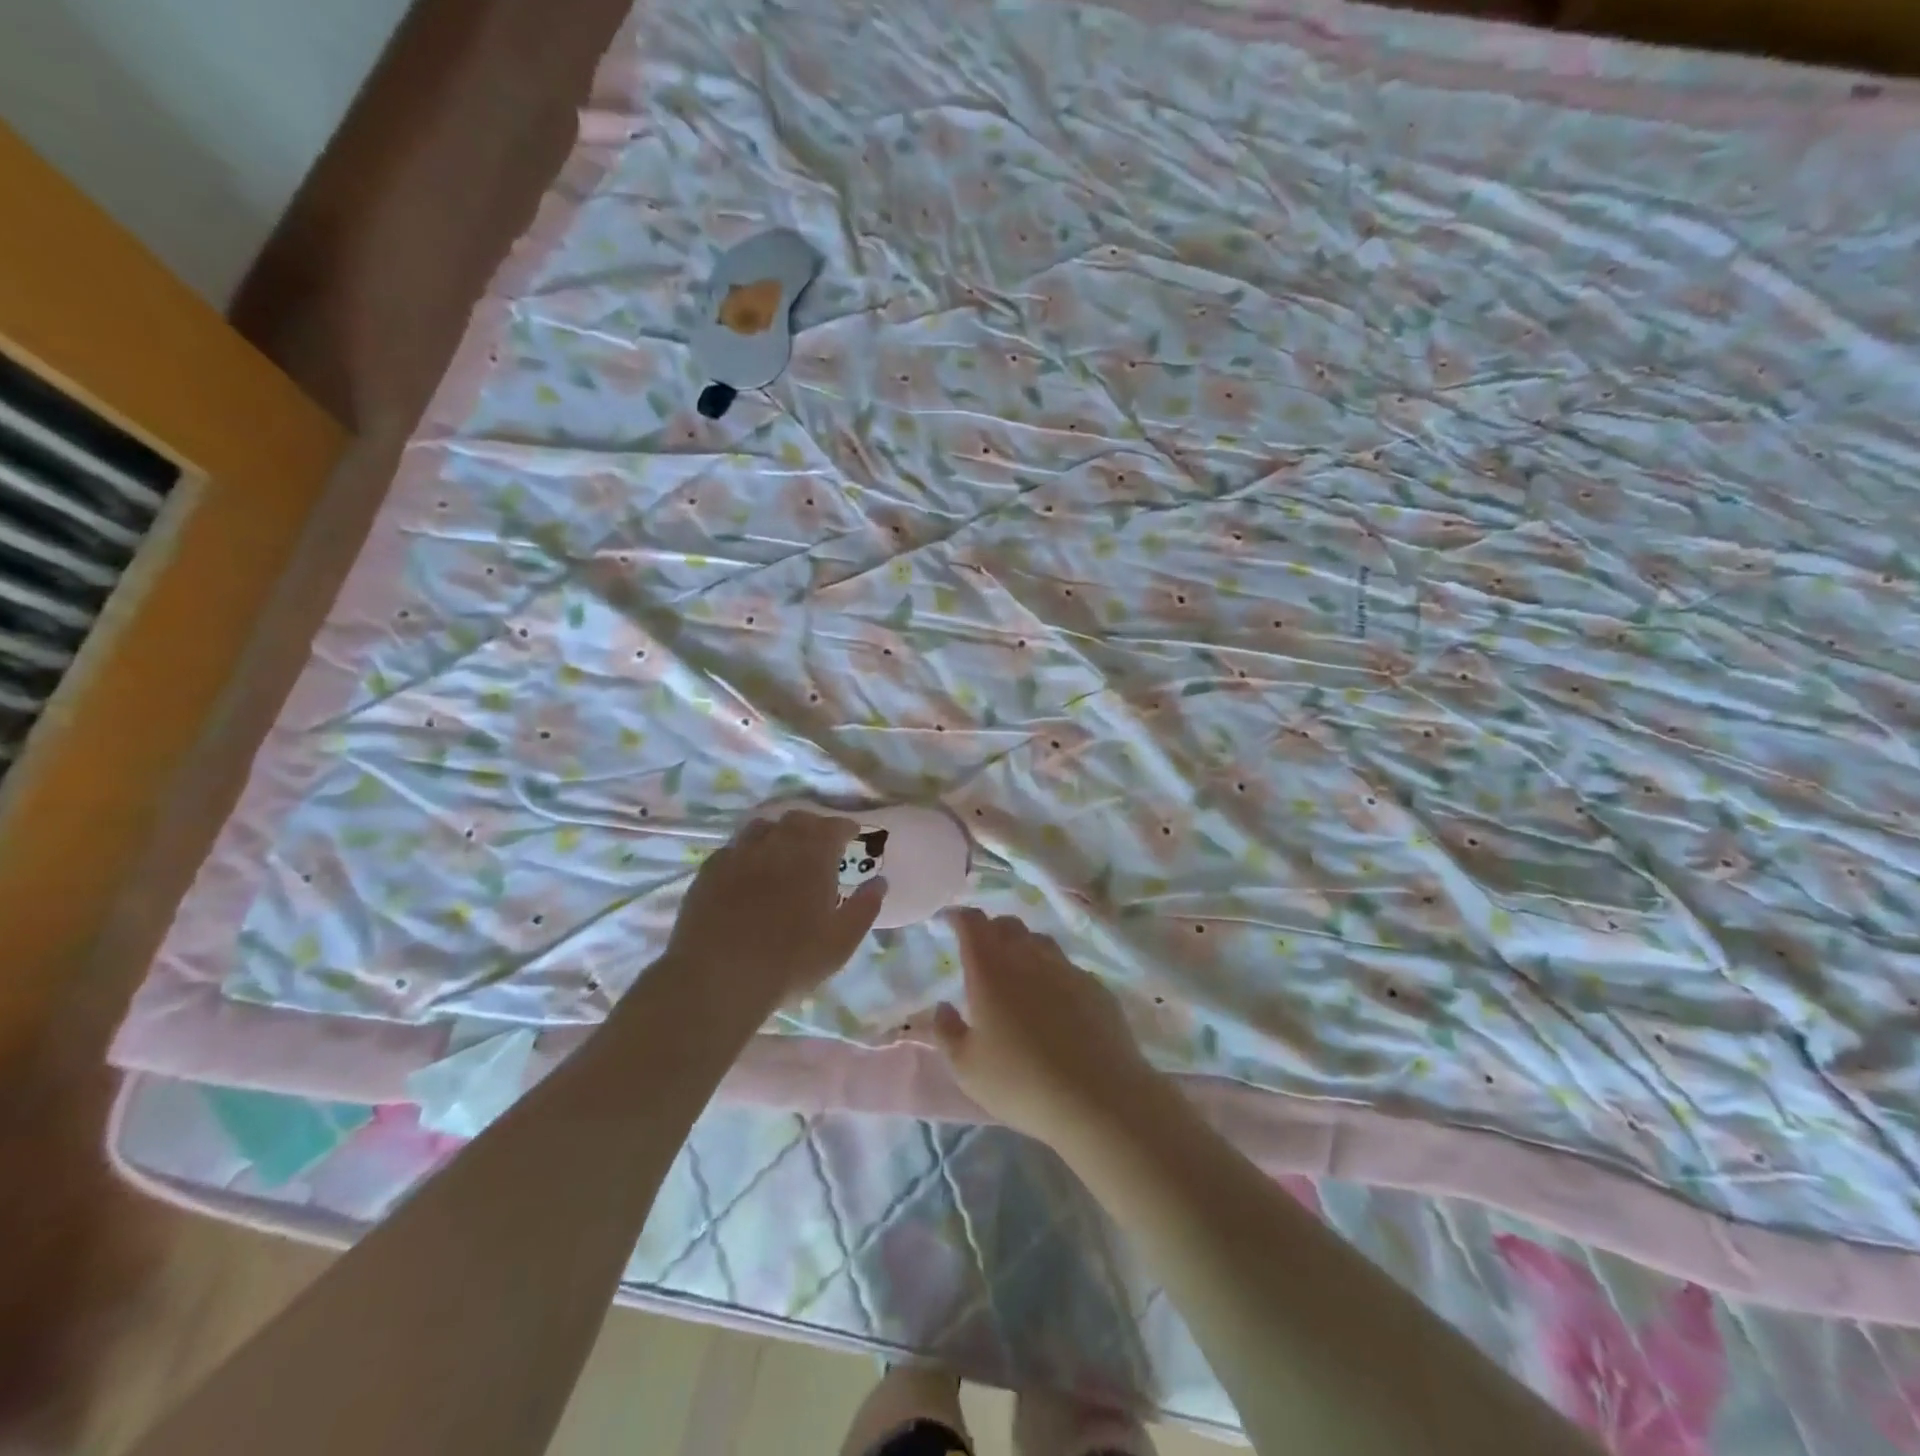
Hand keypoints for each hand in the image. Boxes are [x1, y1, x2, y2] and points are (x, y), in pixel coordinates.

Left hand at [665, 812, 884, 999]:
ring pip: (762, 827)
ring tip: (782, 853)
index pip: (833, 826)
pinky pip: (733, 848)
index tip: (852, 835)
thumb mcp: (840, 942)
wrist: (717, 977)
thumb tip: (880, 882)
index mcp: (813, 856)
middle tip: (820, 845)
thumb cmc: (789, 961)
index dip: (845, 828)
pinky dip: (748, 852)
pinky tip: (748, 871)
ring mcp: (739, 854)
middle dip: (813, 827)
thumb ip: (864, 908)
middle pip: (797, 820)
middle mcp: (776, 844)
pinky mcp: (709, 870)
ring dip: (778, 833)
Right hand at [932, 908, 1160, 1146]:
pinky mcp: (1095, 987)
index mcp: (991, 970)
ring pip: (1040, 941)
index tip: (951, 922)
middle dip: (990, 929)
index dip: (959, 917)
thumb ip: (946, 1032)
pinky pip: (1067, 967)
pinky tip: (1054, 1001)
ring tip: (1017, 971)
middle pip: (1008, 925)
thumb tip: (942, 1007)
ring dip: (1023, 946)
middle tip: (981, 950)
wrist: (1099, 1098)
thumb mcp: (967, 1068)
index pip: (973, 924)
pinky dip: (1052, 972)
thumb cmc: (1021, 1083)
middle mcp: (1028, 958)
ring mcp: (1066, 969)